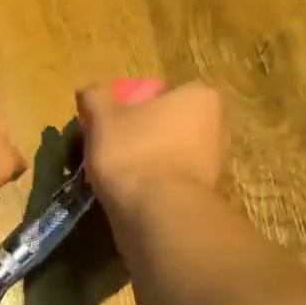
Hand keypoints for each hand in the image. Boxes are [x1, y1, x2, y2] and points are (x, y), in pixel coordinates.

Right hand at [77, 79, 226, 214]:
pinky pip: (168, 181)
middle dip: (140, 134)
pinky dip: (149, 185)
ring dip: (143, 161)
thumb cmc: (134, 152)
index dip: (132, 105)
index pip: (162, 93)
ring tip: (112, 174)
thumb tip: (89, 91)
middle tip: (108, 146)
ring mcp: (212, 164)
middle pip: (165, 124)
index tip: (110, 121)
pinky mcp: (201, 196)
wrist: (157, 214)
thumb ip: (95, 97)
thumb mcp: (103, 117)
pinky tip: (127, 193)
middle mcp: (215, 127)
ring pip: (167, 154)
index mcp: (199, 97)